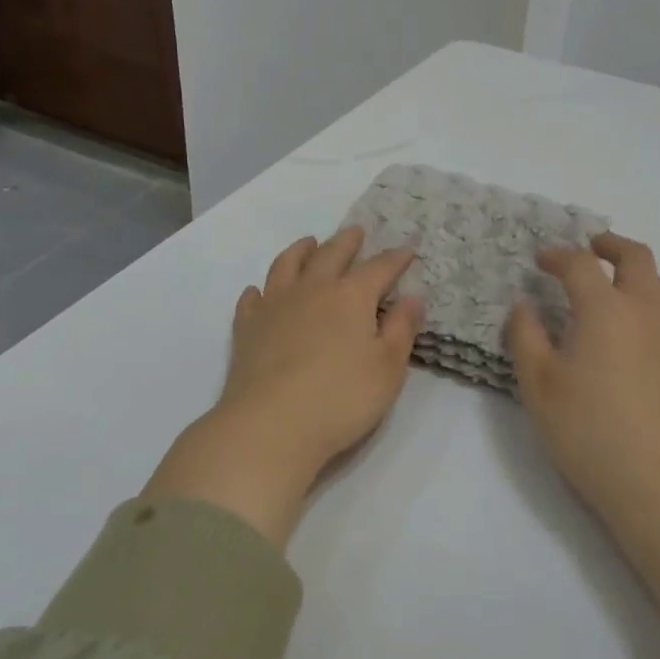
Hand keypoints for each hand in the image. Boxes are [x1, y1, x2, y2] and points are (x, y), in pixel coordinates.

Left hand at [143, 227, 423, 545]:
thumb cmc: (340, 398)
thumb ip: (402, 329)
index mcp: (350, 296)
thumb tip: (413, 296)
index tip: (407, 250)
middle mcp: (311, 290)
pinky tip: (259, 292)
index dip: (396, 258)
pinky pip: (252, 299)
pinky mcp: (246, 329)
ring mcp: (274, 306)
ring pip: (287, 265)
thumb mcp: (388, 367)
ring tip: (309, 243)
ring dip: (301, 250)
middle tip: (356, 232)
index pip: (379, 268)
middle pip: (331, 254)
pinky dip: (259, 290)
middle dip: (347, 241)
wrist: (269, 426)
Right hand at [507, 234, 659, 635]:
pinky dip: (644, 301)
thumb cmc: (588, 431)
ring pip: (658, 284)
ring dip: (632, 272)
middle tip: (589, 247)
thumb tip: (524, 304)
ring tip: (607, 286)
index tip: (540, 260)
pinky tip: (625, 332)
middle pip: (636, 257)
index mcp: (606, 309)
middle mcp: (644, 311)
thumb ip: (526, 336)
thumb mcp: (539, 385)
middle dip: (610, 245)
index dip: (558, 255)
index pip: (581, 264)